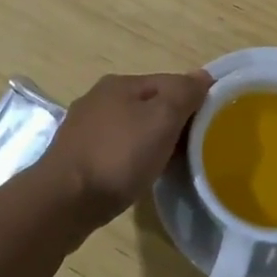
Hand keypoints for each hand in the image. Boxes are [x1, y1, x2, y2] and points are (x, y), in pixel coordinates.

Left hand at [40, 70, 213, 227]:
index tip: (213, 125)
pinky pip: (116, 151)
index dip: (194, 100)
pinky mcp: (77, 158)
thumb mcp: (161, 119)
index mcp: (120, 84)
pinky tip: (139, 175)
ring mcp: (84, 129)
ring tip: (171, 165)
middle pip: (150, 105)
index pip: (170, 82)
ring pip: (132, 129)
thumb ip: (184, 94)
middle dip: (173, 123)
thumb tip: (203, 75)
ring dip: (152, 142)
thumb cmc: (118, 156)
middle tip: (195, 148)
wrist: (63, 202)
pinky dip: (132, 159)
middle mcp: (99, 99)